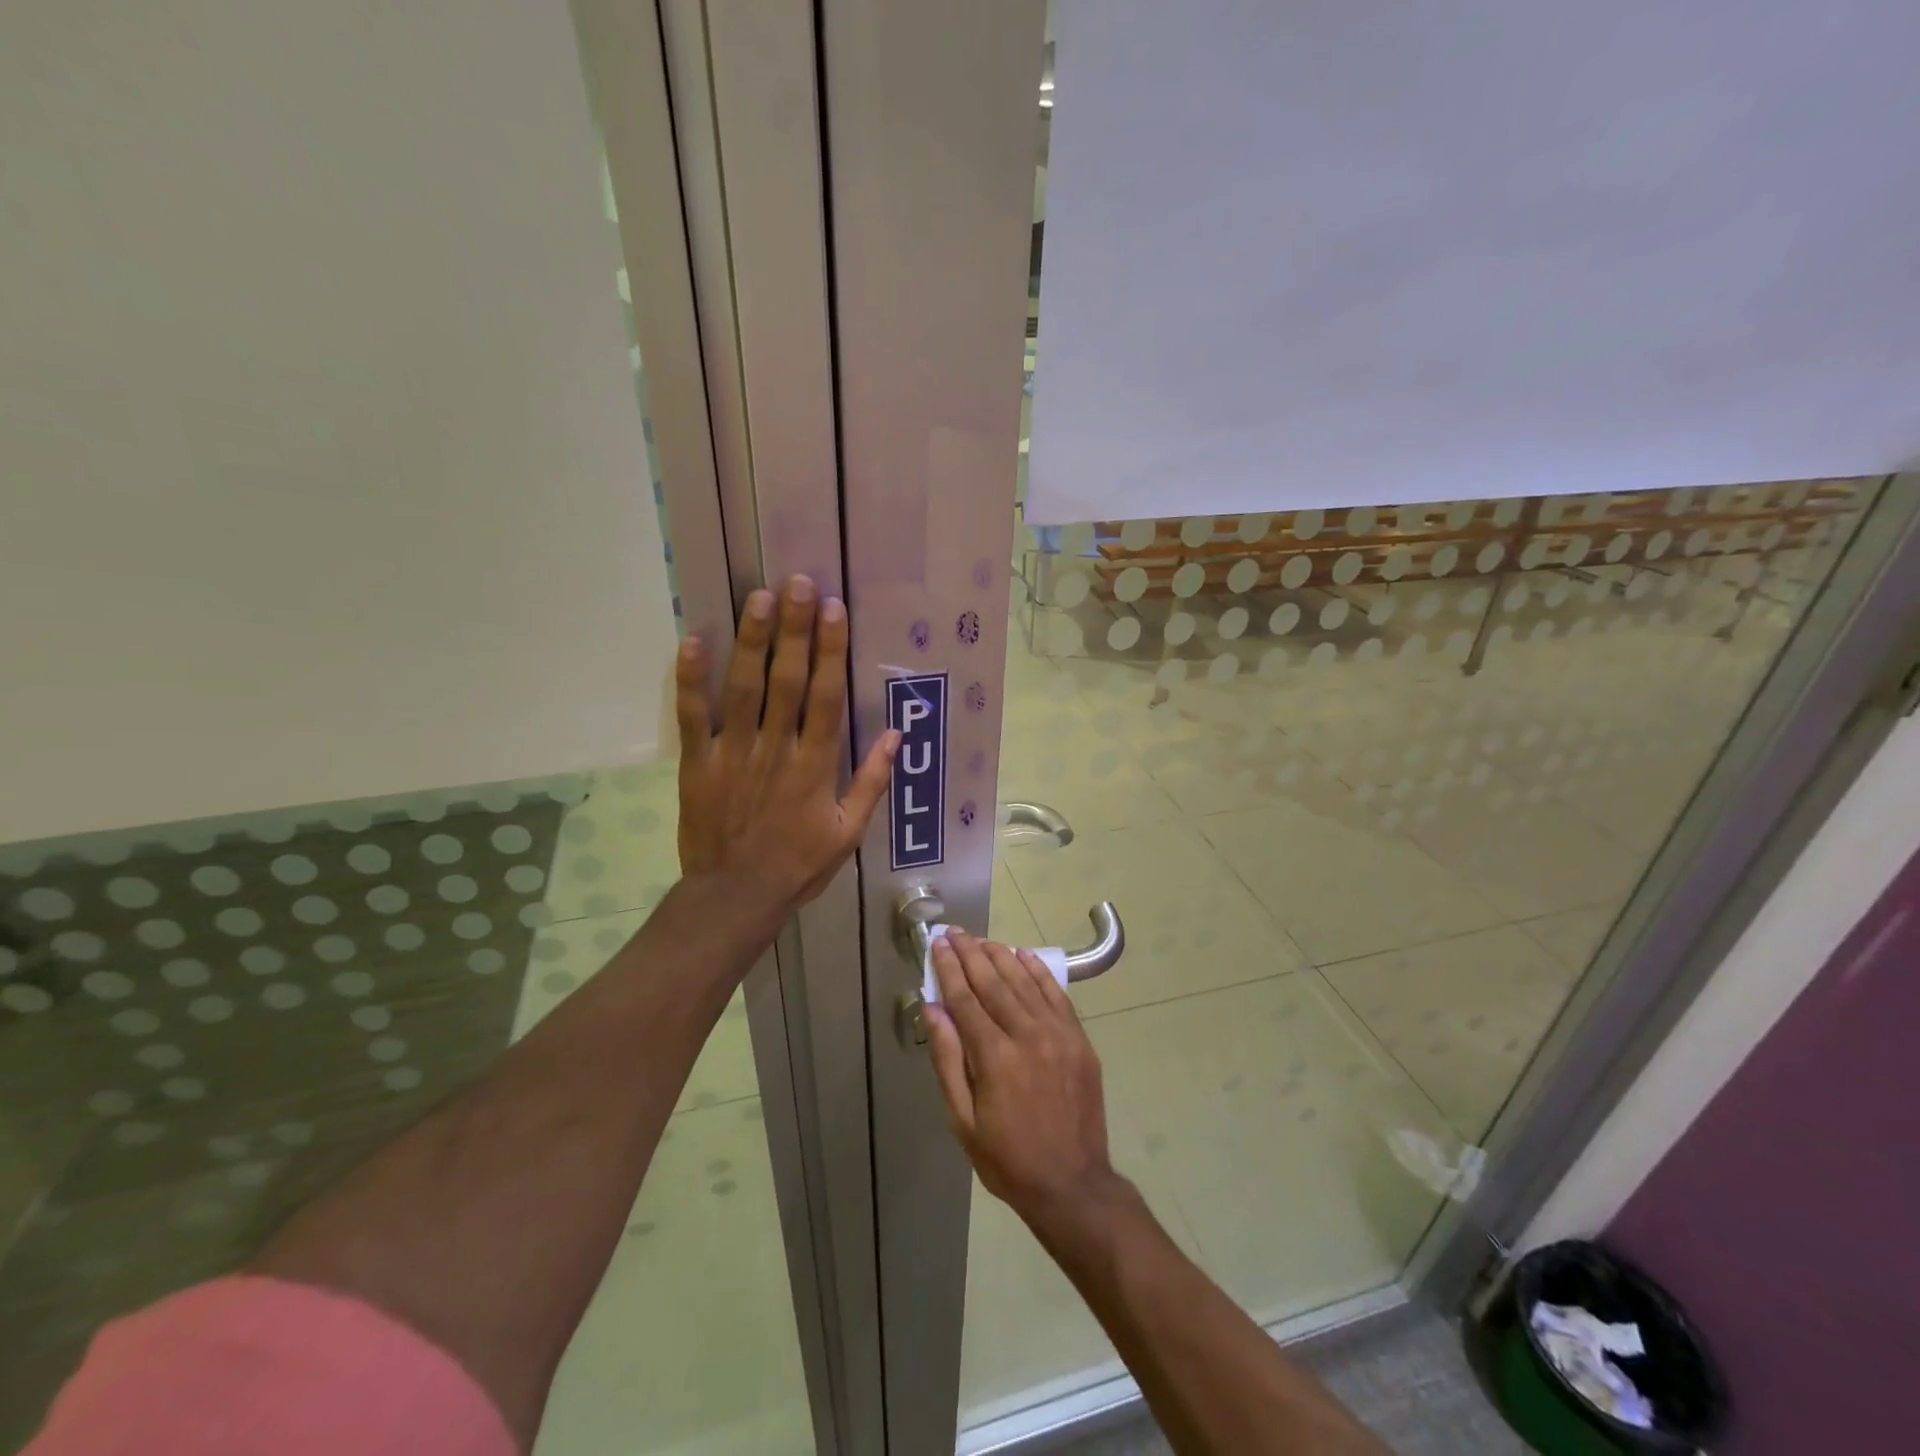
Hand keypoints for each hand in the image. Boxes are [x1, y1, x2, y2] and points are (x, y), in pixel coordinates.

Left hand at [675, 575, 897, 917]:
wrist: (736, 896)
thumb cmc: (798, 864)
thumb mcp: (849, 832)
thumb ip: (871, 782)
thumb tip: (896, 736)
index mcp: (815, 764)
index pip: (826, 696)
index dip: (830, 651)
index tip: (833, 611)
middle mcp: (777, 748)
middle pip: (786, 680)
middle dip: (793, 630)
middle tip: (798, 583)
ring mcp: (734, 753)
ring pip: (744, 688)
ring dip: (752, 641)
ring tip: (758, 597)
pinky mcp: (699, 763)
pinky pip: (694, 716)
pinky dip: (691, 680)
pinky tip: (693, 641)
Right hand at [925, 930, 1129, 1233]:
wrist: (1073, 1185)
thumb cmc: (1008, 1159)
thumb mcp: (963, 1121)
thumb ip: (947, 1061)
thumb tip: (933, 1010)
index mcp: (994, 1057)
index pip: (965, 999)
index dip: (949, 969)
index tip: (938, 945)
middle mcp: (1027, 1035)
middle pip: (993, 982)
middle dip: (971, 954)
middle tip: (955, 932)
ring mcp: (1058, 1034)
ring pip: (1024, 982)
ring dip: (1000, 956)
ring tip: (982, 940)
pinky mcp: (1079, 1039)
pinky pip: (1056, 994)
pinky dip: (1038, 971)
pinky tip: (1023, 955)